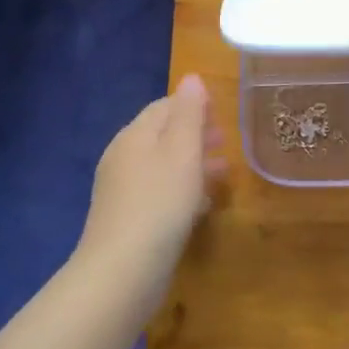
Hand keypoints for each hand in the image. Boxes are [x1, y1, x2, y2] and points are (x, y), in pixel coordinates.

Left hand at [77, 75, 226, 305]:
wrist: (122, 272)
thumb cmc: (159, 203)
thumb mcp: (182, 152)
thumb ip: (189, 113)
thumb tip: (191, 77)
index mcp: (135, 135)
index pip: (164, 106)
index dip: (193, 105)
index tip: (222, 112)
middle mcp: (123, 157)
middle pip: (162, 135)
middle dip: (195, 134)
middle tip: (226, 141)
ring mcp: (122, 191)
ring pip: (163, 166)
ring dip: (193, 163)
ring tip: (223, 172)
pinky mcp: (127, 220)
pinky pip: (159, 193)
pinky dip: (182, 190)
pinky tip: (202, 205)